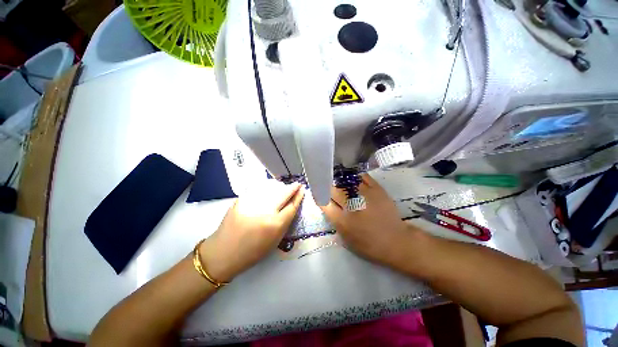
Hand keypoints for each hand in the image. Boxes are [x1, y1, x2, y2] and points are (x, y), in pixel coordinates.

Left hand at [200, 183, 304, 281]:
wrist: (223, 253)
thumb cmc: (252, 252)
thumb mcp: (274, 241)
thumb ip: (284, 223)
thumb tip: (290, 207)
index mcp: (275, 225)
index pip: (291, 206)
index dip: (298, 197)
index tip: (302, 190)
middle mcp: (265, 212)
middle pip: (283, 195)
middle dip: (292, 188)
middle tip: (297, 184)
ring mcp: (252, 204)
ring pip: (270, 189)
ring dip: (279, 187)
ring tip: (283, 186)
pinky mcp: (240, 201)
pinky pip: (257, 190)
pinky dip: (265, 188)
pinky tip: (268, 187)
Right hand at [320, 174, 413, 267]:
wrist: (396, 241)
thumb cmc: (369, 244)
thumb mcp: (346, 238)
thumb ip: (334, 220)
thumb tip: (326, 204)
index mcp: (343, 220)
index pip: (324, 203)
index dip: (318, 196)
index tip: (317, 193)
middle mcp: (352, 205)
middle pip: (333, 189)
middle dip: (327, 188)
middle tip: (327, 187)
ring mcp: (365, 195)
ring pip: (346, 181)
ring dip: (339, 181)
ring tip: (338, 181)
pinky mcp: (377, 189)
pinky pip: (362, 177)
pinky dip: (355, 177)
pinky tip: (352, 179)